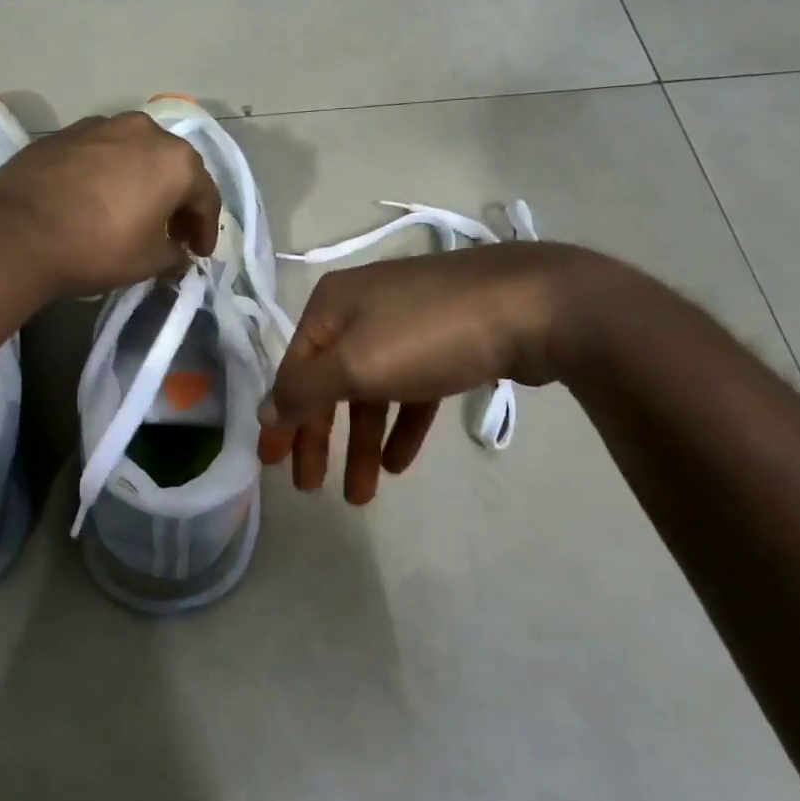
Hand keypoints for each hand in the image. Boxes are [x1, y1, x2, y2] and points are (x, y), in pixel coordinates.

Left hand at [0, 112, 221, 296]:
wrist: (17, 232)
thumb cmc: (98, 247)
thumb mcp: (149, 262)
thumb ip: (175, 255)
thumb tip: (178, 253)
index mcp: (175, 160)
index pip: (205, 196)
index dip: (206, 229)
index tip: (198, 253)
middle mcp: (144, 131)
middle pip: (173, 167)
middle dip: (177, 201)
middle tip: (172, 233)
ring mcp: (101, 126)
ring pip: (136, 155)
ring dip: (144, 183)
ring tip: (135, 214)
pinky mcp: (65, 133)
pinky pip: (102, 154)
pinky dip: (110, 175)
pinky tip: (98, 200)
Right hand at [258, 243, 588, 503]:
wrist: (533, 306)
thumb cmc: (427, 335)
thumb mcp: (354, 364)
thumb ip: (303, 390)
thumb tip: (266, 412)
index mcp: (331, 306)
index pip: (293, 370)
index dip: (282, 420)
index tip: (272, 466)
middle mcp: (362, 310)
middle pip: (329, 382)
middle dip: (320, 437)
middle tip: (311, 487)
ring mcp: (408, 324)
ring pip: (372, 391)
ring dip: (362, 442)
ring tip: (362, 494)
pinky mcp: (447, 342)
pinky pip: (411, 389)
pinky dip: (402, 425)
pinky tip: (400, 463)